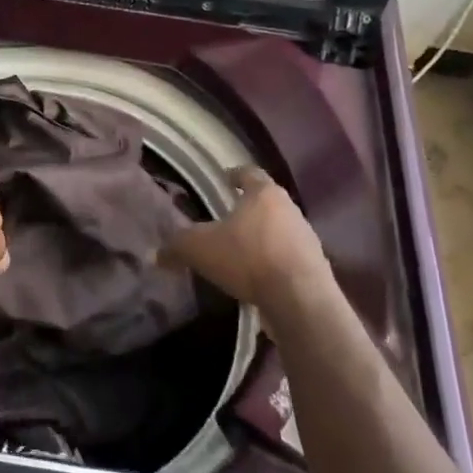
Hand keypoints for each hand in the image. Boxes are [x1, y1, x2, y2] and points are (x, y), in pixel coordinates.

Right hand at [163, 166, 333, 310]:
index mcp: (264, 194)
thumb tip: (157, 253)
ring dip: (263, 236)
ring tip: (242, 250)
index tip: (226, 178)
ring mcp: (307, 238)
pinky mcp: (315, 266)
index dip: (235, 174)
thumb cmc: (248, 258)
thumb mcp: (200, 249)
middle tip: (228, 218)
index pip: (249, 173)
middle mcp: (290, 209)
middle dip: (248, 209)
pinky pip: (289, 257)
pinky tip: (259, 277)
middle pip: (267, 201)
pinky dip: (274, 262)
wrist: (299, 299)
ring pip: (280, 229)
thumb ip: (177, 246)